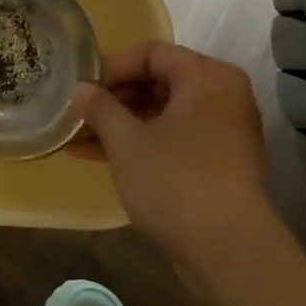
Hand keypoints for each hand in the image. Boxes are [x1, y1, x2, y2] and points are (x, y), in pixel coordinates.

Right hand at [73, 42, 270, 255]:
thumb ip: (99, 108)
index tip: (81, 89)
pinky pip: (173, 137)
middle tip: (77, 114)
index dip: (111, 67)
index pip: (151, 53)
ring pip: (162, 112)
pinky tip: (101, 156)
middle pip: (157, 81)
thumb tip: (79, 89)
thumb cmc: (175, 181)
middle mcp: (222, 96)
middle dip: (113, 99)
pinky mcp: (218, 162)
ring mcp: (223, 131)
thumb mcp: (126, 141)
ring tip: (78, 139)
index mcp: (207, 77)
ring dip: (121, 123)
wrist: (229, 253)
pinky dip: (140, 142)